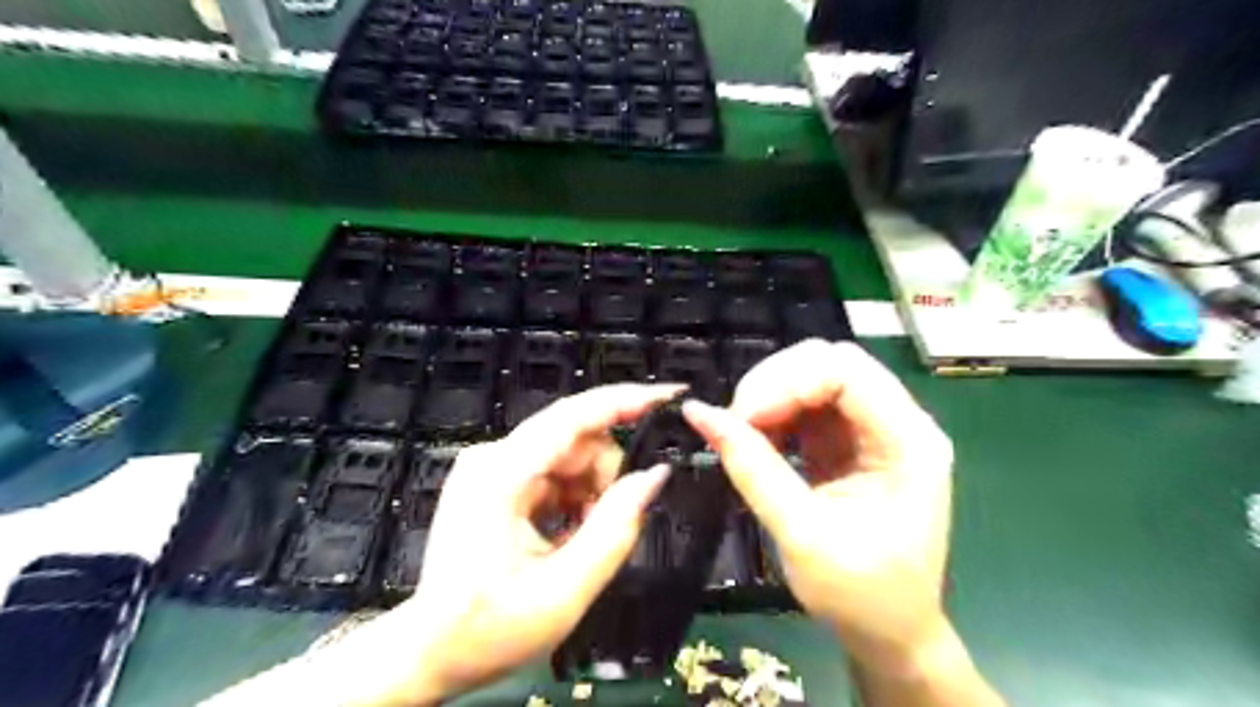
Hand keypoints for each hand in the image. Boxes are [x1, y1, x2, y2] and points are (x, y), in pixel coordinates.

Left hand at [204, 388, 679, 706]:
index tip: (670, 395)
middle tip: (604, 527)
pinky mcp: (496, 476)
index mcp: (502, 476)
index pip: (573, 417)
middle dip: (605, 477)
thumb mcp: (564, 591)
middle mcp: (493, 457)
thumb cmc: (488, 629)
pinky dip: (573, 496)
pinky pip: (554, 469)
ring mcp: (492, 464)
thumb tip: (656, 476)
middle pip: (577, 438)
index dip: (627, 401)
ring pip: (570, 453)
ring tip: (579, 539)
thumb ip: (616, 529)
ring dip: (590, 491)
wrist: (429, 650)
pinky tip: (564, 531)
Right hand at [679, 342, 956, 674]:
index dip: (789, 382)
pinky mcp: (849, 441)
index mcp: (909, 442)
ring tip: (742, 431)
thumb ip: (753, 469)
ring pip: (816, 376)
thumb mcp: (802, 535)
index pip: (848, 372)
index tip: (743, 416)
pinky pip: (807, 404)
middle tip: (737, 421)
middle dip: (776, 382)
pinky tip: (757, 437)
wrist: (889, 634)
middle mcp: (897, 423)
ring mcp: (873, 429)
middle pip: (832, 363)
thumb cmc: (860, 596)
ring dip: (771, 395)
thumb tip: (700, 414)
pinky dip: (775, 413)